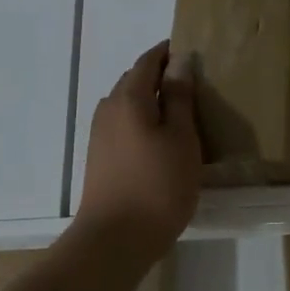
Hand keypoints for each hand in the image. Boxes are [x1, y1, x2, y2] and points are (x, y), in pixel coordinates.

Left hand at [74, 41, 200, 254]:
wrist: (114, 240)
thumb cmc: (157, 186)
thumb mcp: (181, 138)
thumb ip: (179, 97)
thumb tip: (179, 61)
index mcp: (129, 98)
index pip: (147, 61)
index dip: (166, 53)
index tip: (189, 50)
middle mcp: (108, 109)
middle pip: (133, 80)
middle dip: (158, 75)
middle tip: (190, 82)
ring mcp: (100, 135)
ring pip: (127, 104)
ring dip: (149, 99)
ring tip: (178, 111)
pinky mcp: (99, 157)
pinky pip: (122, 124)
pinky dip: (141, 120)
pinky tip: (158, 139)